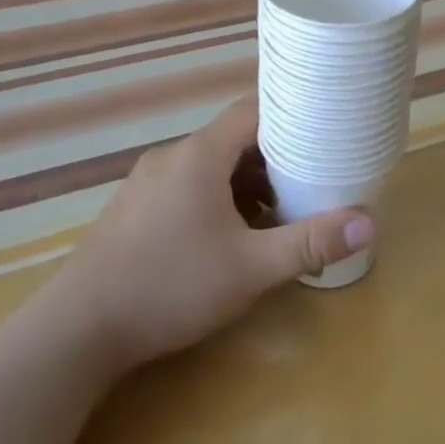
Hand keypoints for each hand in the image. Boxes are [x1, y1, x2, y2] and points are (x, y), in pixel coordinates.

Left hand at [63, 99, 374, 370]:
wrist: (75, 332)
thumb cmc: (170, 286)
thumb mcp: (250, 269)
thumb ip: (309, 243)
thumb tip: (369, 223)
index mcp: (200, 154)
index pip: (252, 111)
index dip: (288, 117)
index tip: (319, 133)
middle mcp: (171, 157)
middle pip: (232, 140)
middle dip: (272, 159)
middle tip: (306, 182)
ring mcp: (145, 183)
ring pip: (207, 167)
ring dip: (243, 184)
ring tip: (273, 215)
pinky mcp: (131, 211)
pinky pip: (184, 188)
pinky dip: (214, 200)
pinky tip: (225, 240)